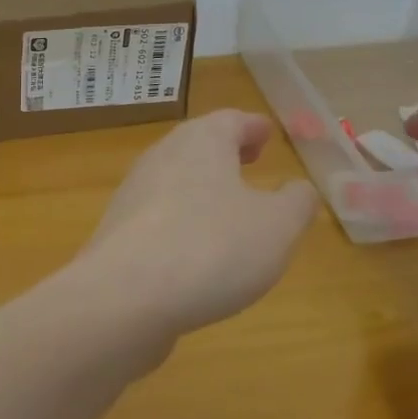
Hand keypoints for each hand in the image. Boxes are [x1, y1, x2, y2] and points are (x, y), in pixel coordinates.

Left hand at [76, 110, 317, 345]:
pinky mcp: (118, 232)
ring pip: (176, 179)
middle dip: (226, 153)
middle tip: (250, 161)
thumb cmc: (212, 248)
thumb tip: (299, 189)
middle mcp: (162, 157)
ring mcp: (134, 194)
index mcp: (202, 142)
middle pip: (198, 145)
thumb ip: (296, 203)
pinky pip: (159, 216)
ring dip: (202, 188)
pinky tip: (195, 250)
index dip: (253, 127)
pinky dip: (182, 220)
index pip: (231, 121)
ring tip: (228, 209)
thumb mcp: (277, 227)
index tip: (266, 133)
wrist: (124, 297)